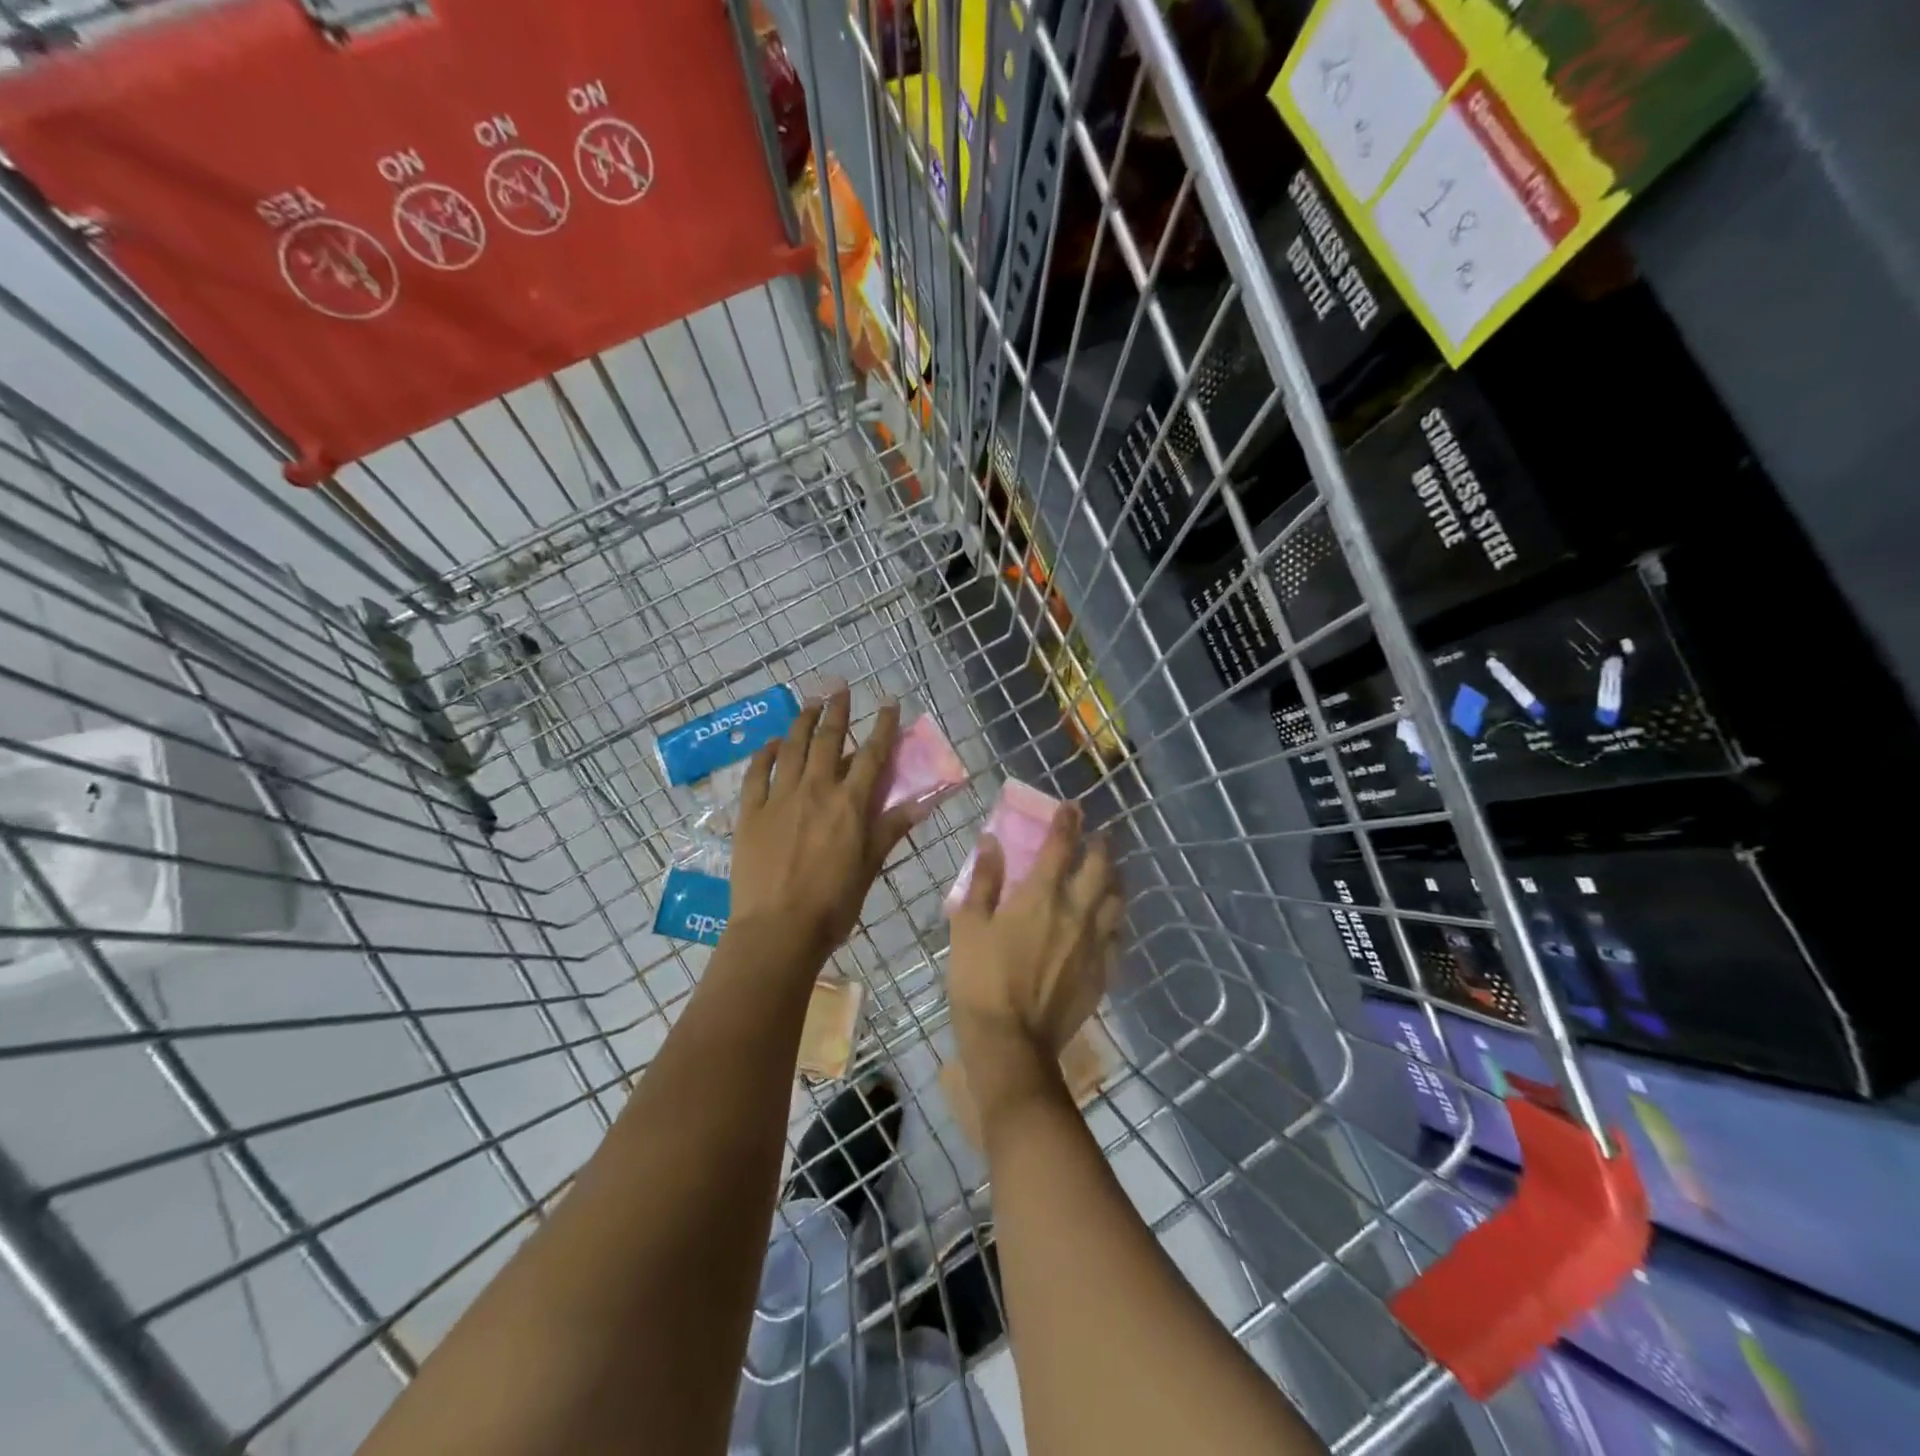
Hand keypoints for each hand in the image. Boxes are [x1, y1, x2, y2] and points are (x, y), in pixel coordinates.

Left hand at [730, 689, 917, 960]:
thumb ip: (890, 830)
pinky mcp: (751, 812)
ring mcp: (779, 798)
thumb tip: (921, 803)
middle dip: (837, 710)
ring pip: (792, 748)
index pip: (871, 755)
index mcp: (849, 804)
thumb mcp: (869, 867)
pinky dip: (766, 753)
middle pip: (828, 740)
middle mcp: (816, 790)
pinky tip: (773, 742)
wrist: (778, 929)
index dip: (882, 727)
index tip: (889, 703)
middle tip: (840, 687)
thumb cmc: (832, 904)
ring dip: (802, 721)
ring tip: (809, 702)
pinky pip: (757, 773)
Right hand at [948, 802, 1121, 1076]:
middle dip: (1100, 846)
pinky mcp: (1102, 973)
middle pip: (1100, 868)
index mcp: (1041, 896)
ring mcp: (1094, 944)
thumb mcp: (968, 925)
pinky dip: (1113, 923)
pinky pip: (1117, 939)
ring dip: (1114, 880)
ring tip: (1109, 874)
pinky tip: (1108, 925)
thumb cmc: (980, 979)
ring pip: (1116, 901)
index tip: (1072, 807)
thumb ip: (983, 880)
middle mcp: (1076, 912)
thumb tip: (992, 842)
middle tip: (1097, 837)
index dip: (1067, 822)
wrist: (1011, 1043)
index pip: (1061, 846)